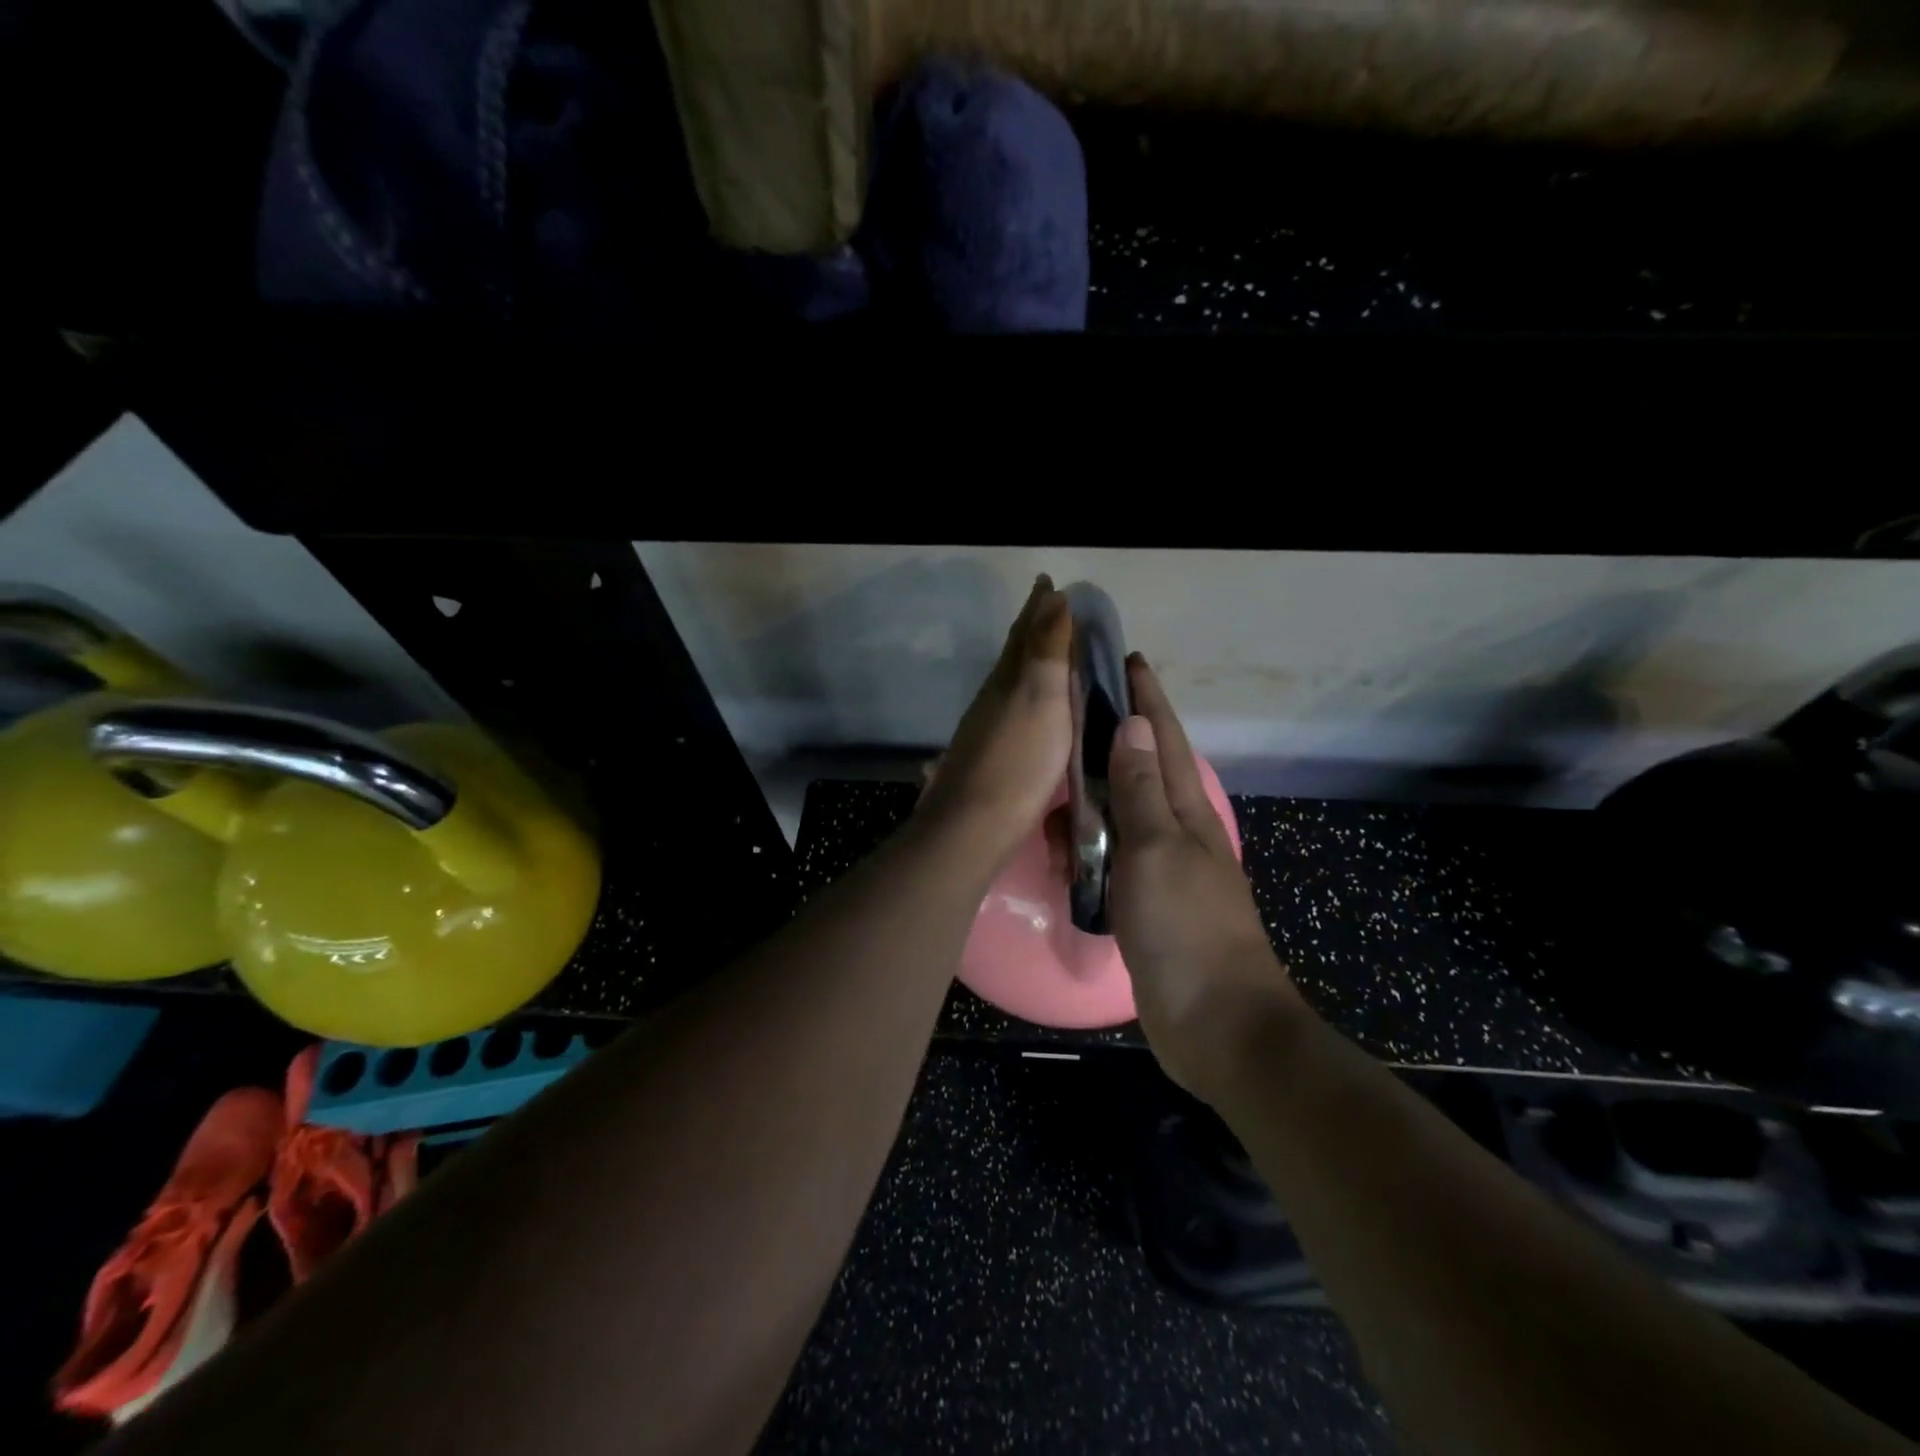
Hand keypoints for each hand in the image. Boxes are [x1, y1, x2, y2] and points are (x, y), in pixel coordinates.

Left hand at [916, 576, 1072, 869]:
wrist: (975, 825)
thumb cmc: (1019, 761)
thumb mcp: (1041, 699)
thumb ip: (1047, 650)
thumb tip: (1053, 597)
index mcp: (1007, 679)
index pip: (1025, 632)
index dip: (1038, 607)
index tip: (1048, 583)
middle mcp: (993, 698)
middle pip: (1013, 654)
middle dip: (1032, 629)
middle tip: (1049, 610)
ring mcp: (988, 728)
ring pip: (1011, 682)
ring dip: (1028, 663)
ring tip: (1047, 655)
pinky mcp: (991, 757)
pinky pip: (1013, 711)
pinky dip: (1027, 698)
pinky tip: (1031, 712)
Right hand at [1106, 655, 1299, 1094]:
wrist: (1218, 1027)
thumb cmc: (1187, 931)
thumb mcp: (1157, 852)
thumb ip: (1142, 792)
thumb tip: (1136, 725)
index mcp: (1187, 814)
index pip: (1165, 741)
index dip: (1147, 699)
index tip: (1126, 659)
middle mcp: (1177, 834)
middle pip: (1144, 771)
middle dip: (1114, 738)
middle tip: (1071, 716)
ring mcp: (1163, 871)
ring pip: (1123, 816)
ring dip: (1094, 796)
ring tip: (1057, 783)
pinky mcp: (1147, 905)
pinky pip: (1112, 859)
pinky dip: (1089, 844)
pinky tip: (1067, 845)